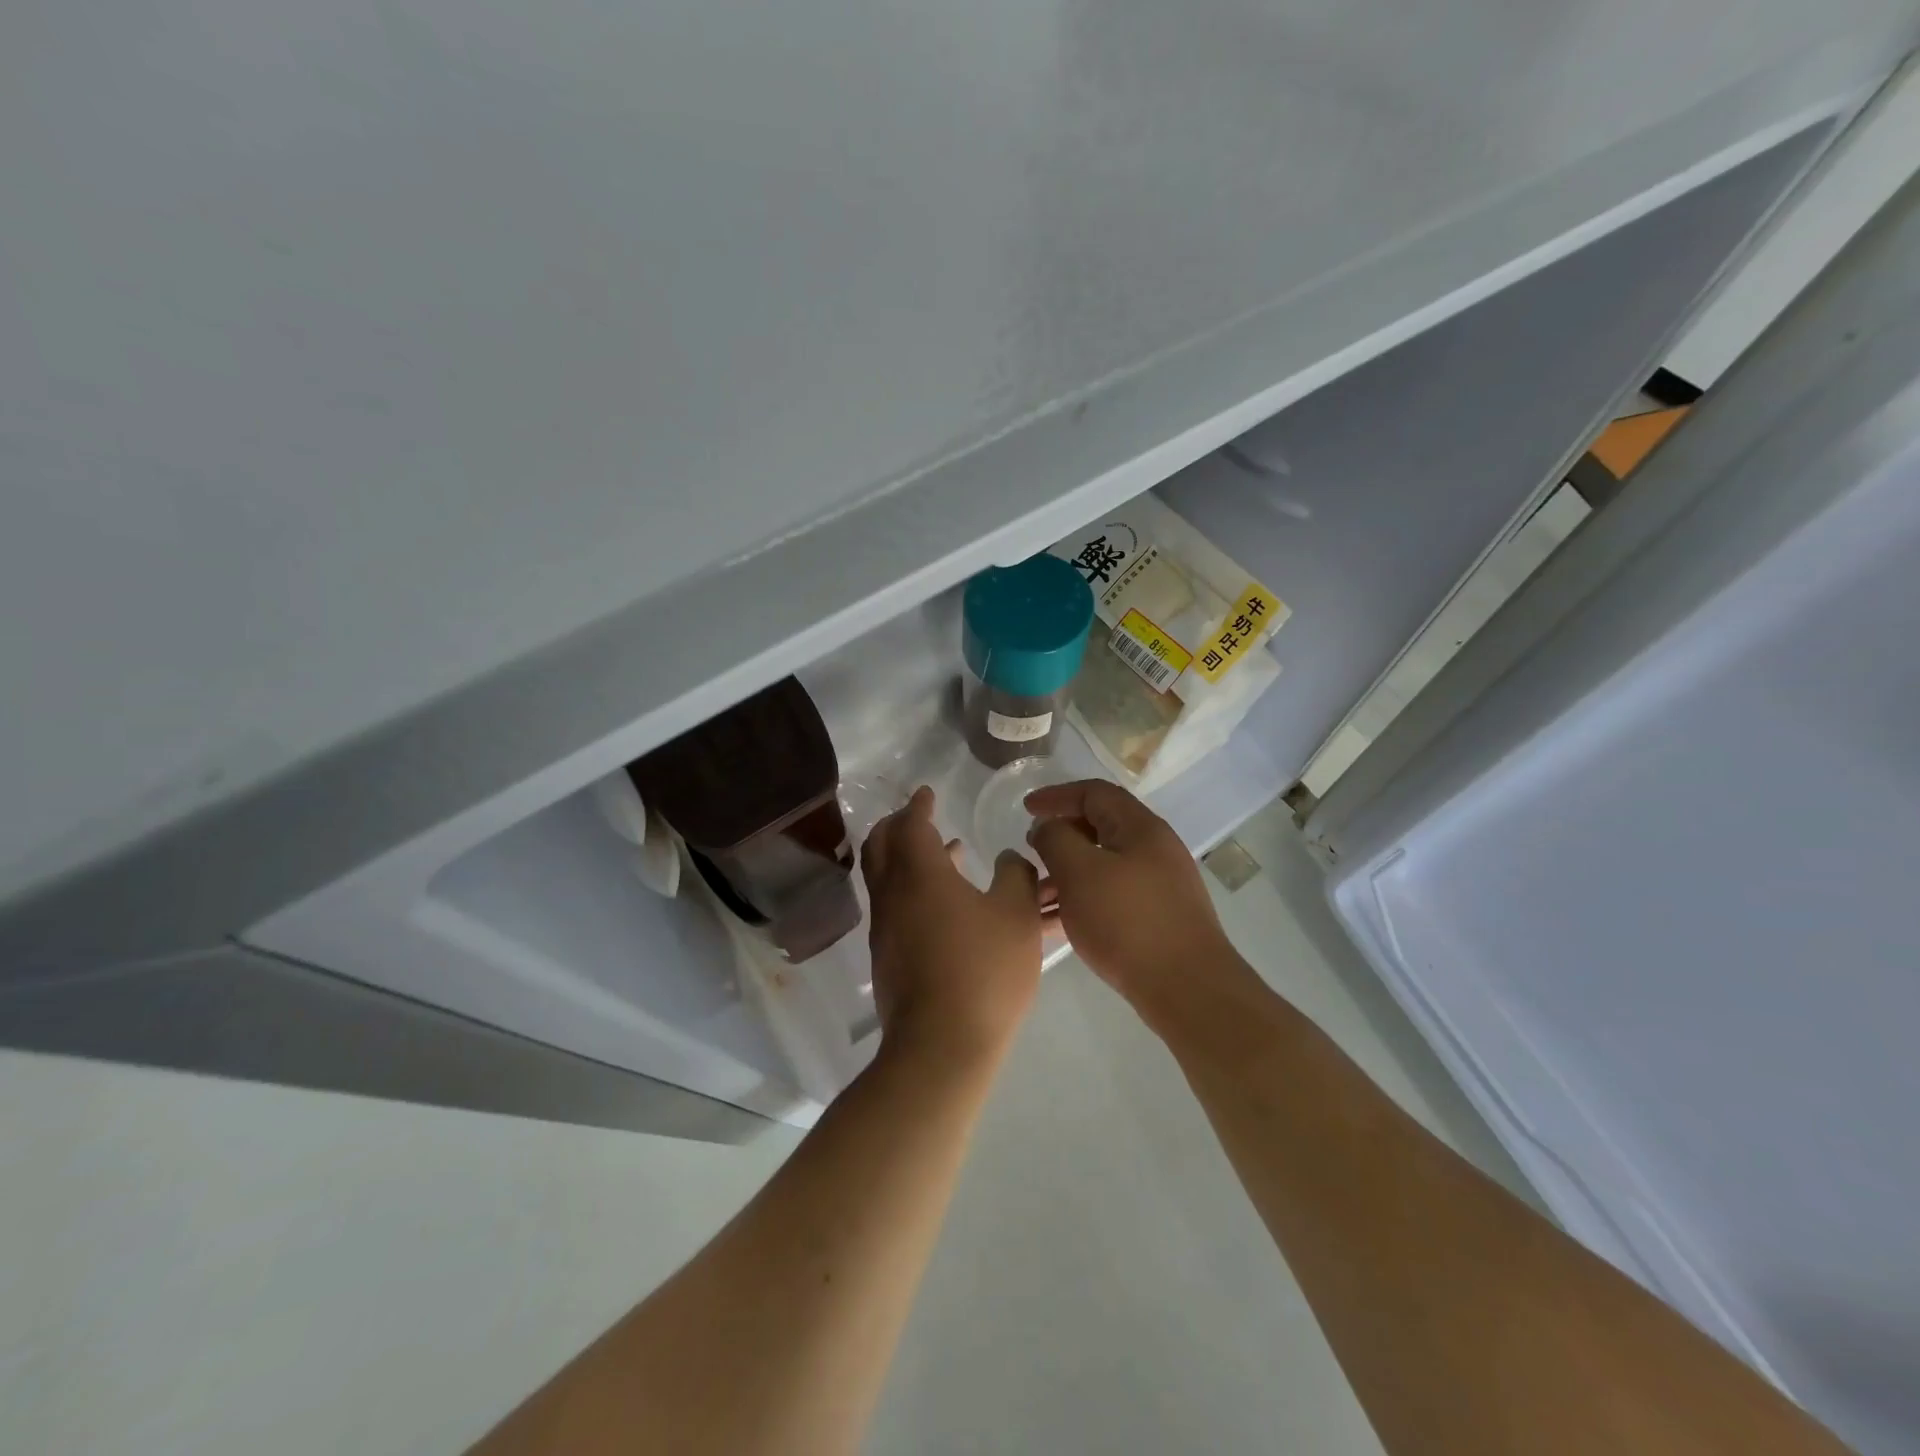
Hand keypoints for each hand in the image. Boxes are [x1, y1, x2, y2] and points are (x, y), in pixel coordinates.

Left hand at [861, 786, 1045, 1068]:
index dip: (918, 804)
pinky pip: (895, 906)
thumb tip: (1008, 858)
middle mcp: (892, 894)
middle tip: (922, 816)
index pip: (910, 823)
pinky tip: (947, 905)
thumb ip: (1016, 876)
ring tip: (948, 853)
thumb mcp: (1017, 916)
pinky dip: (913, 889)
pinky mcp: (887, 958)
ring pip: (886, 878)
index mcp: (920, 873)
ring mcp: (884, 928)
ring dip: (908, 858)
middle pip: (881, 846)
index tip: (927, 793)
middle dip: (899, 825)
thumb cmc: (984, 971)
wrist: (942, 1046)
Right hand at [1024, 780, 1256, 1032]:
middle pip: (1099, 828)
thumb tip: (1047, 828)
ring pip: (1102, 866)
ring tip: (1035, 897)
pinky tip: (1056, 924)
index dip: (1056, 796)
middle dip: (1060, 838)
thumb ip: (1055, 840)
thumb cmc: (1128, 922)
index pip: (1094, 793)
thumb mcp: (1080, 872)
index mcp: (1140, 828)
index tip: (1025, 810)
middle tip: (1030, 854)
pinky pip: (1110, 896)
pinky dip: (1081, 900)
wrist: (1188, 989)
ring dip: (1066, 874)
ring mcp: (1158, 885)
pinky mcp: (1157, 918)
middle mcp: (1154, 849)